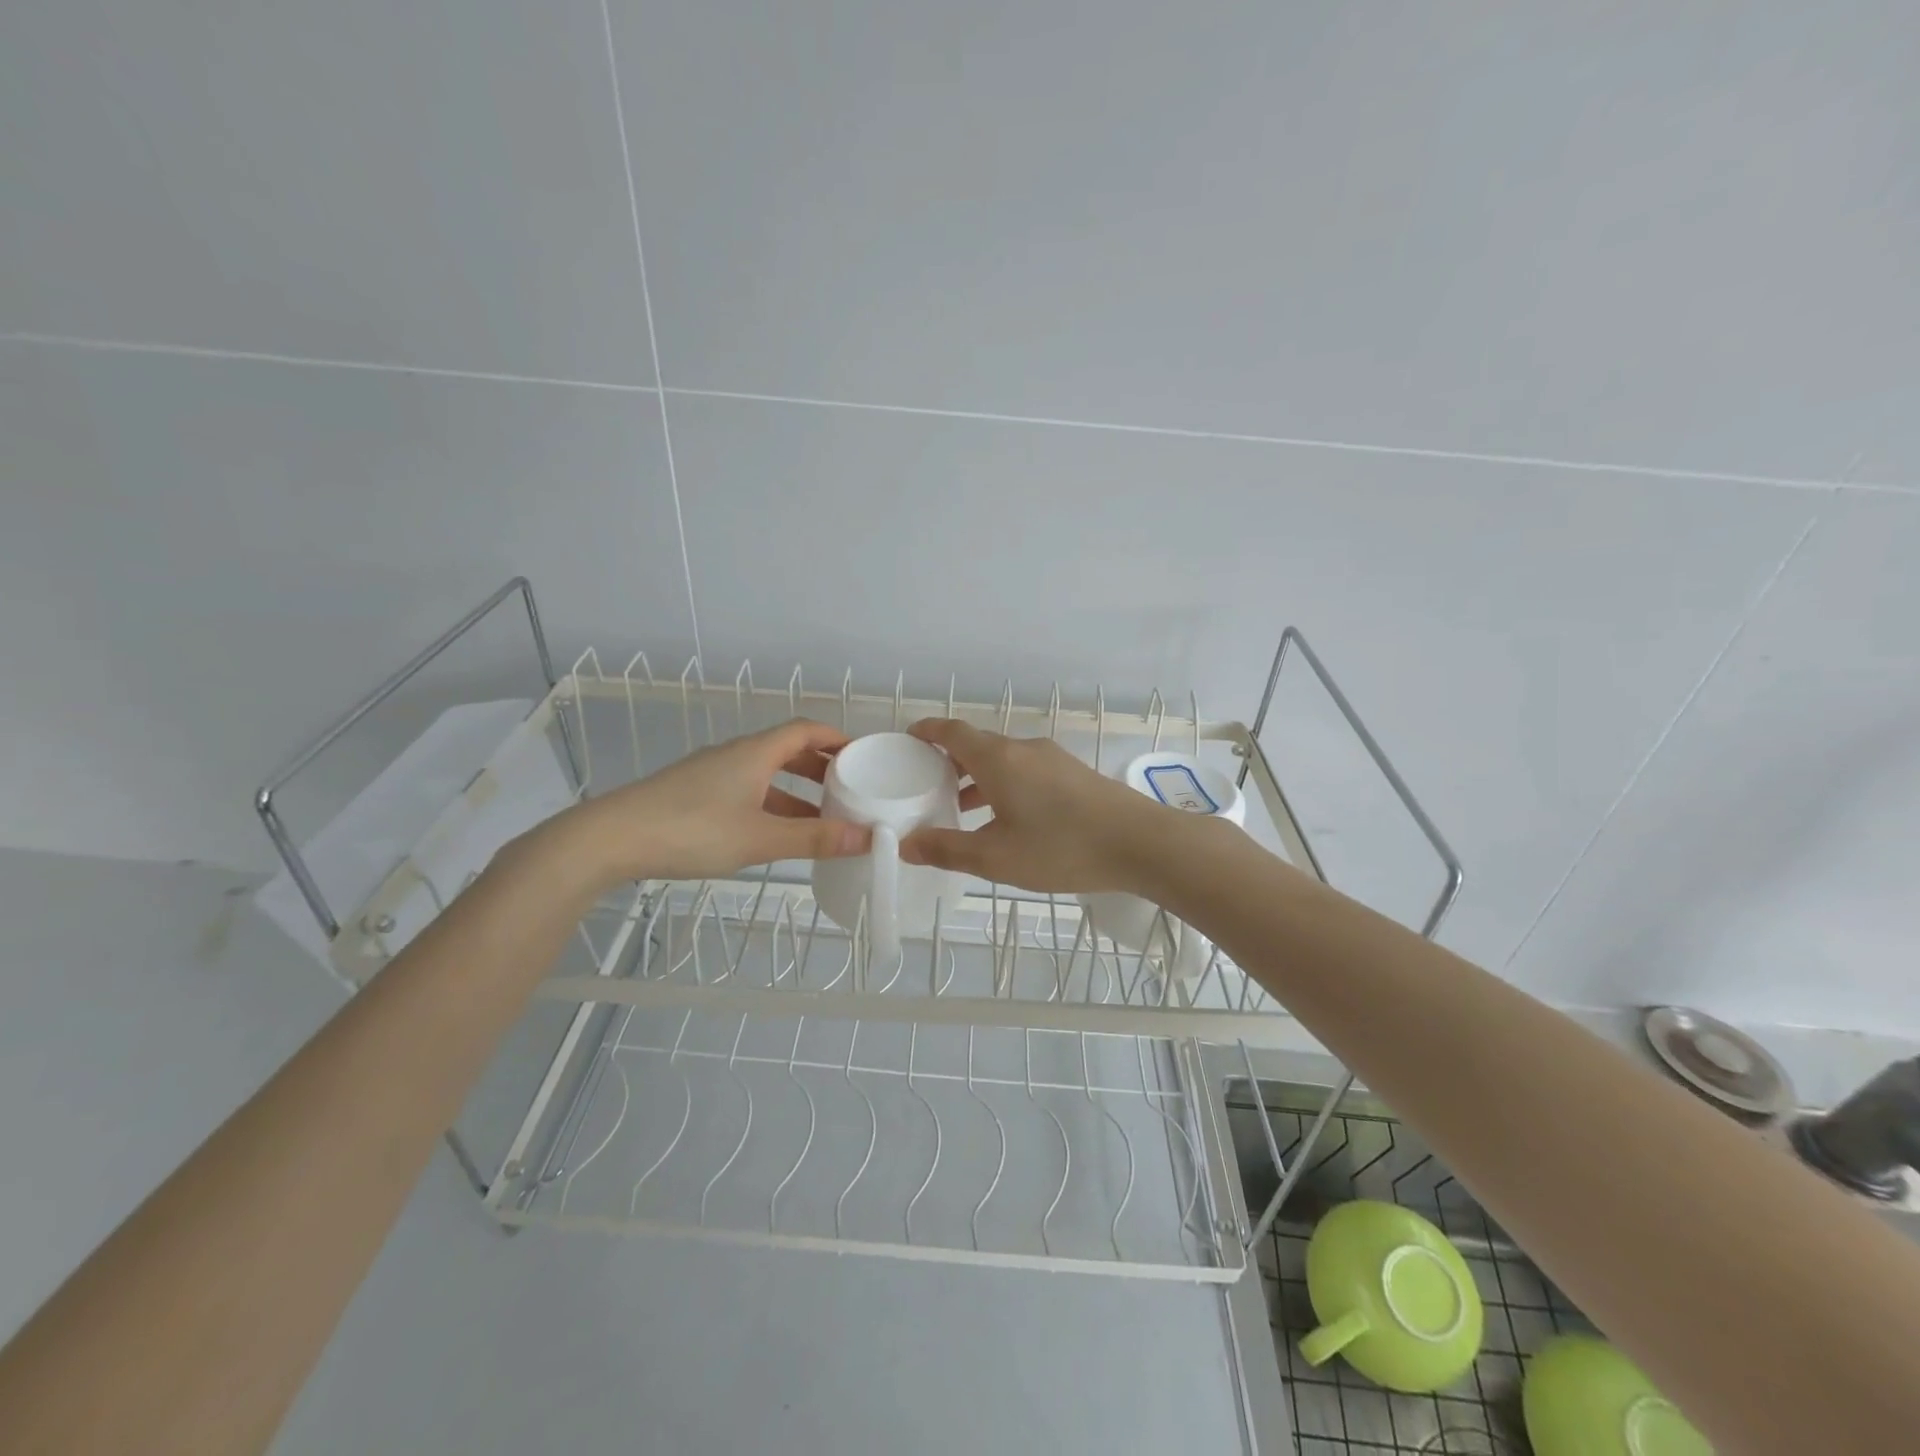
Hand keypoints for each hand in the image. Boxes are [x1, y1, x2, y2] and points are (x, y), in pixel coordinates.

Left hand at [555, 718, 870, 884]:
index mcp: (755, 753)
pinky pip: (746, 789)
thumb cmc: (692, 830)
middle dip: (820, 766)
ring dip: (796, 790)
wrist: (611, 838)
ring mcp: (711, 773)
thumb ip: (813, 838)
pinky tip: (774, 832)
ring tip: (821, 817)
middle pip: (787, 749)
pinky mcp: (693, 794)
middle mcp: (735, 755)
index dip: (836, 738)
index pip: (805, 730)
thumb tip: (867, 837)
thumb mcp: (760, 838)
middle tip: (849, 787)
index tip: (863, 754)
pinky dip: (770, 803)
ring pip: (765, 773)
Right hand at [898, 719, 1172, 892]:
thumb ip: (947, 849)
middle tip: (926, 783)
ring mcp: (1052, 759)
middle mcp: (1023, 749)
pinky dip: (1004, 783)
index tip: (908, 739)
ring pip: (1003, 759)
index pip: (952, 731)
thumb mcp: (996, 858)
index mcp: (998, 759)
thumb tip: (906, 845)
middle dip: (949, 760)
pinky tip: (1008, 817)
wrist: (1140, 843)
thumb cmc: (1061, 847)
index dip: (927, 732)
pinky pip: (1025, 770)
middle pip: (977, 744)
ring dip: (978, 776)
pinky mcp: (1073, 774)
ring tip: (961, 806)